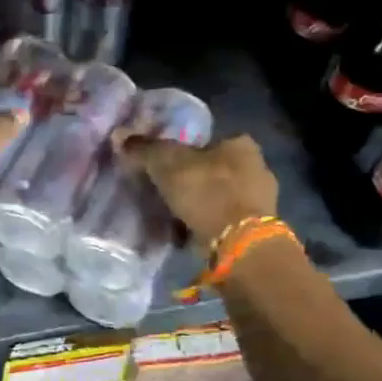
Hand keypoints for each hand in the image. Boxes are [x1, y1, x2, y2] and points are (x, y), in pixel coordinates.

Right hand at [119, 133, 278, 246]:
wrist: (238, 244)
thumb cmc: (207, 191)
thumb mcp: (167, 164)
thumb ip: (144, 149)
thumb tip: (120, 136)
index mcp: (241, 144)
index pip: (208, 140)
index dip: (184, 151)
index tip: (164, 166)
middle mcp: (258, 168)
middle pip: (214, 170)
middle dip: (192, 180)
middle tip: (164, 192)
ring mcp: (261, 202)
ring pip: (219, 197)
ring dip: (198, 205)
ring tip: (171, 216)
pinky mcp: (256, 231)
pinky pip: (223, 221)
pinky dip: (206, 226)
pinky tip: (186, 235)